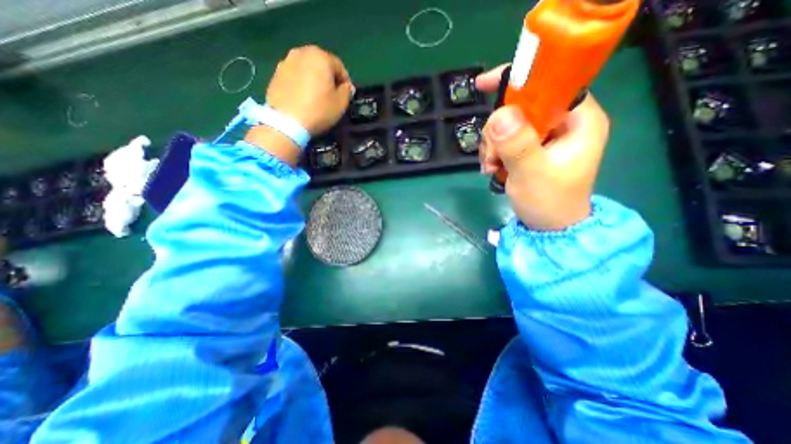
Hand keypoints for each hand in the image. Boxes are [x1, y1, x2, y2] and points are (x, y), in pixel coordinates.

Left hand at [265, 46, 351, 135]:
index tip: (346, 95)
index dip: (345, 81)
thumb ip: (347, 91)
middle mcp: (302, 52)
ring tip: (316, 97)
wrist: (286, 122)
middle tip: (332, 95)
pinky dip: (301, 83)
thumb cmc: (318, 110)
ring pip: (307, 68)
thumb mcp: (341, 104)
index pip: (339, 66)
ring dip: (314, 79)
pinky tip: (303, 98)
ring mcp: (286, 61)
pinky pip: (295, 76)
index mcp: (320, 57)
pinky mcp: (276, 74)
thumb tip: (347, 86)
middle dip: (328, 78)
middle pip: (321, 64)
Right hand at [476, 66, 610, 231]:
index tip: (483, 85)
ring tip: (492, 168)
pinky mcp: (531, 148)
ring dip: (492, 146)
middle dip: (497, 131)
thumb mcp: (532, 173)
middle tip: (493, 157)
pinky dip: (493, 153)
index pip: (548, 84)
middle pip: (519, 107)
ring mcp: (545, 136)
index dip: (517, 82)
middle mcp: (563, 123)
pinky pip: (504, 140)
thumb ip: (518, 144)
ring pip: (507, 125)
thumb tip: (500, 114)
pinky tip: (492, 169)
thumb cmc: (549, 202)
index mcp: (578, 120)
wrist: (549, 228)